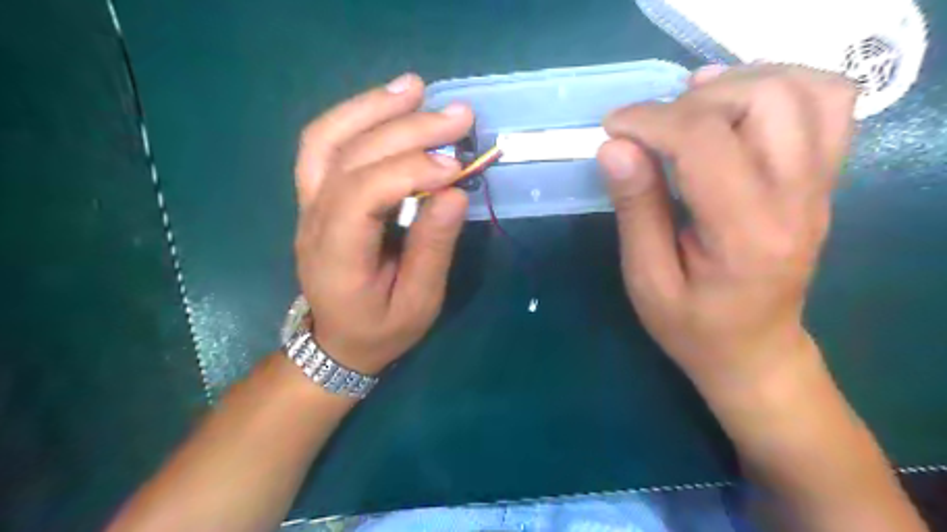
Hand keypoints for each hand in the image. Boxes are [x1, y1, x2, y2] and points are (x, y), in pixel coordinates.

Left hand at [293, 72, 472, 374]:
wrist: (338, 340)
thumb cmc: (381, 329)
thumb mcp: (419, 303)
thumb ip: (433, 249)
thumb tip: (453, 193)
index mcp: (335, 257)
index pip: (362, 195)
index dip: (410, 171)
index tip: (457, 165)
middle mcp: (312, 221)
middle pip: (350, 157)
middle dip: (406, 130)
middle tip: (459, 116)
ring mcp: (307, 203)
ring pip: (327, 139)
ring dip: (372, 107)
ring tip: (416, 88)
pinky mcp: (315, 194)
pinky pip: (325, 143)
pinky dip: (356, 115)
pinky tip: (389, 103)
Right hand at [598, 65, 859, 393]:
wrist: (755, 350)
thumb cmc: (692, 326)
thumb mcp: (647, 279)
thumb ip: (636, 209)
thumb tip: (615, 146)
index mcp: (746, 234)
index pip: (705, 142)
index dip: (651, 120)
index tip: (612, 128)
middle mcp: (797, 199)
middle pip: (764, 99)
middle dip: (693, 101)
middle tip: (653, 127)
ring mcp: (820, 186)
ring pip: (805, 89)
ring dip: (739, 84)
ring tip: (691, 106)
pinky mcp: (823, 180)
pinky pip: (826, 104)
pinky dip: (778, 86)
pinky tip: (734, 108)